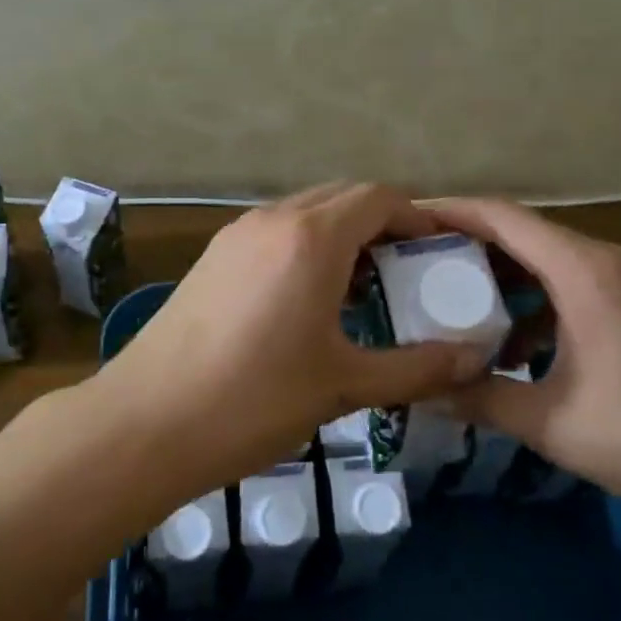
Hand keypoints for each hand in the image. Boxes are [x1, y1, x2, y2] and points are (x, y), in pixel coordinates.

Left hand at [93, 184, 489, 492]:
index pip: (379, 198)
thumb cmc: (254, 399)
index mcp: (312, 237)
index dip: (417, 218)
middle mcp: (273, 220)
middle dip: (382, 224)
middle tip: (410, 271)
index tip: (441, 251)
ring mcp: (236, 235)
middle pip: (342, 198)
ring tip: (365, 288)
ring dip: (342, 235)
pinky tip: (310, 300)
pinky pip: (275, 233)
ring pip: (305, 213)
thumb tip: (475, 360)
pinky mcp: (212, 258)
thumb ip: (417, 369)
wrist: (145, 422)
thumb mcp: (344, 384)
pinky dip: (306, 248)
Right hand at [434, 198, 620, 518]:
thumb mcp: (554, 423)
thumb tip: (424, 394)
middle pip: (525, 232)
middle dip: (470, 242)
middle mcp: (607, 260)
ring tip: (458, 298)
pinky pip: (577, 282)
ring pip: (552, 259)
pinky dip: (539, 298)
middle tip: (419, 262)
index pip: (504, 217)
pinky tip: (519, 342)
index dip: (452, 210)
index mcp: (583, 272)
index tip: (407, 217)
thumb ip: (483, 400)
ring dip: (505, 273)